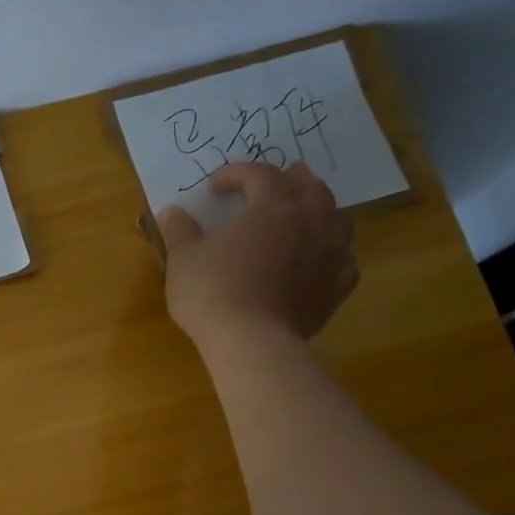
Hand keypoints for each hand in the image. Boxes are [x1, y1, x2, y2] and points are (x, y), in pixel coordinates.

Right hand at [158, 162, 356, 349]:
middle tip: (277, 180)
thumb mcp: (183, 259)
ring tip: (304, 214)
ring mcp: (331, 252)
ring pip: (336, 217)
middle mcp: (310, 219)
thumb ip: (180, 231)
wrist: (250, 340)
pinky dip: (332, 252)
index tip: (215, 185)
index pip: (259, 174)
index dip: (236, 174)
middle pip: (309, 187)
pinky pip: (343, 258)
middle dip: (290, 179)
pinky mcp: (338, 285)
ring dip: (318, 210)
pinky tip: (321, 259)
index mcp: (272, 205)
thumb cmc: (212, 292)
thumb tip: (170, 212)